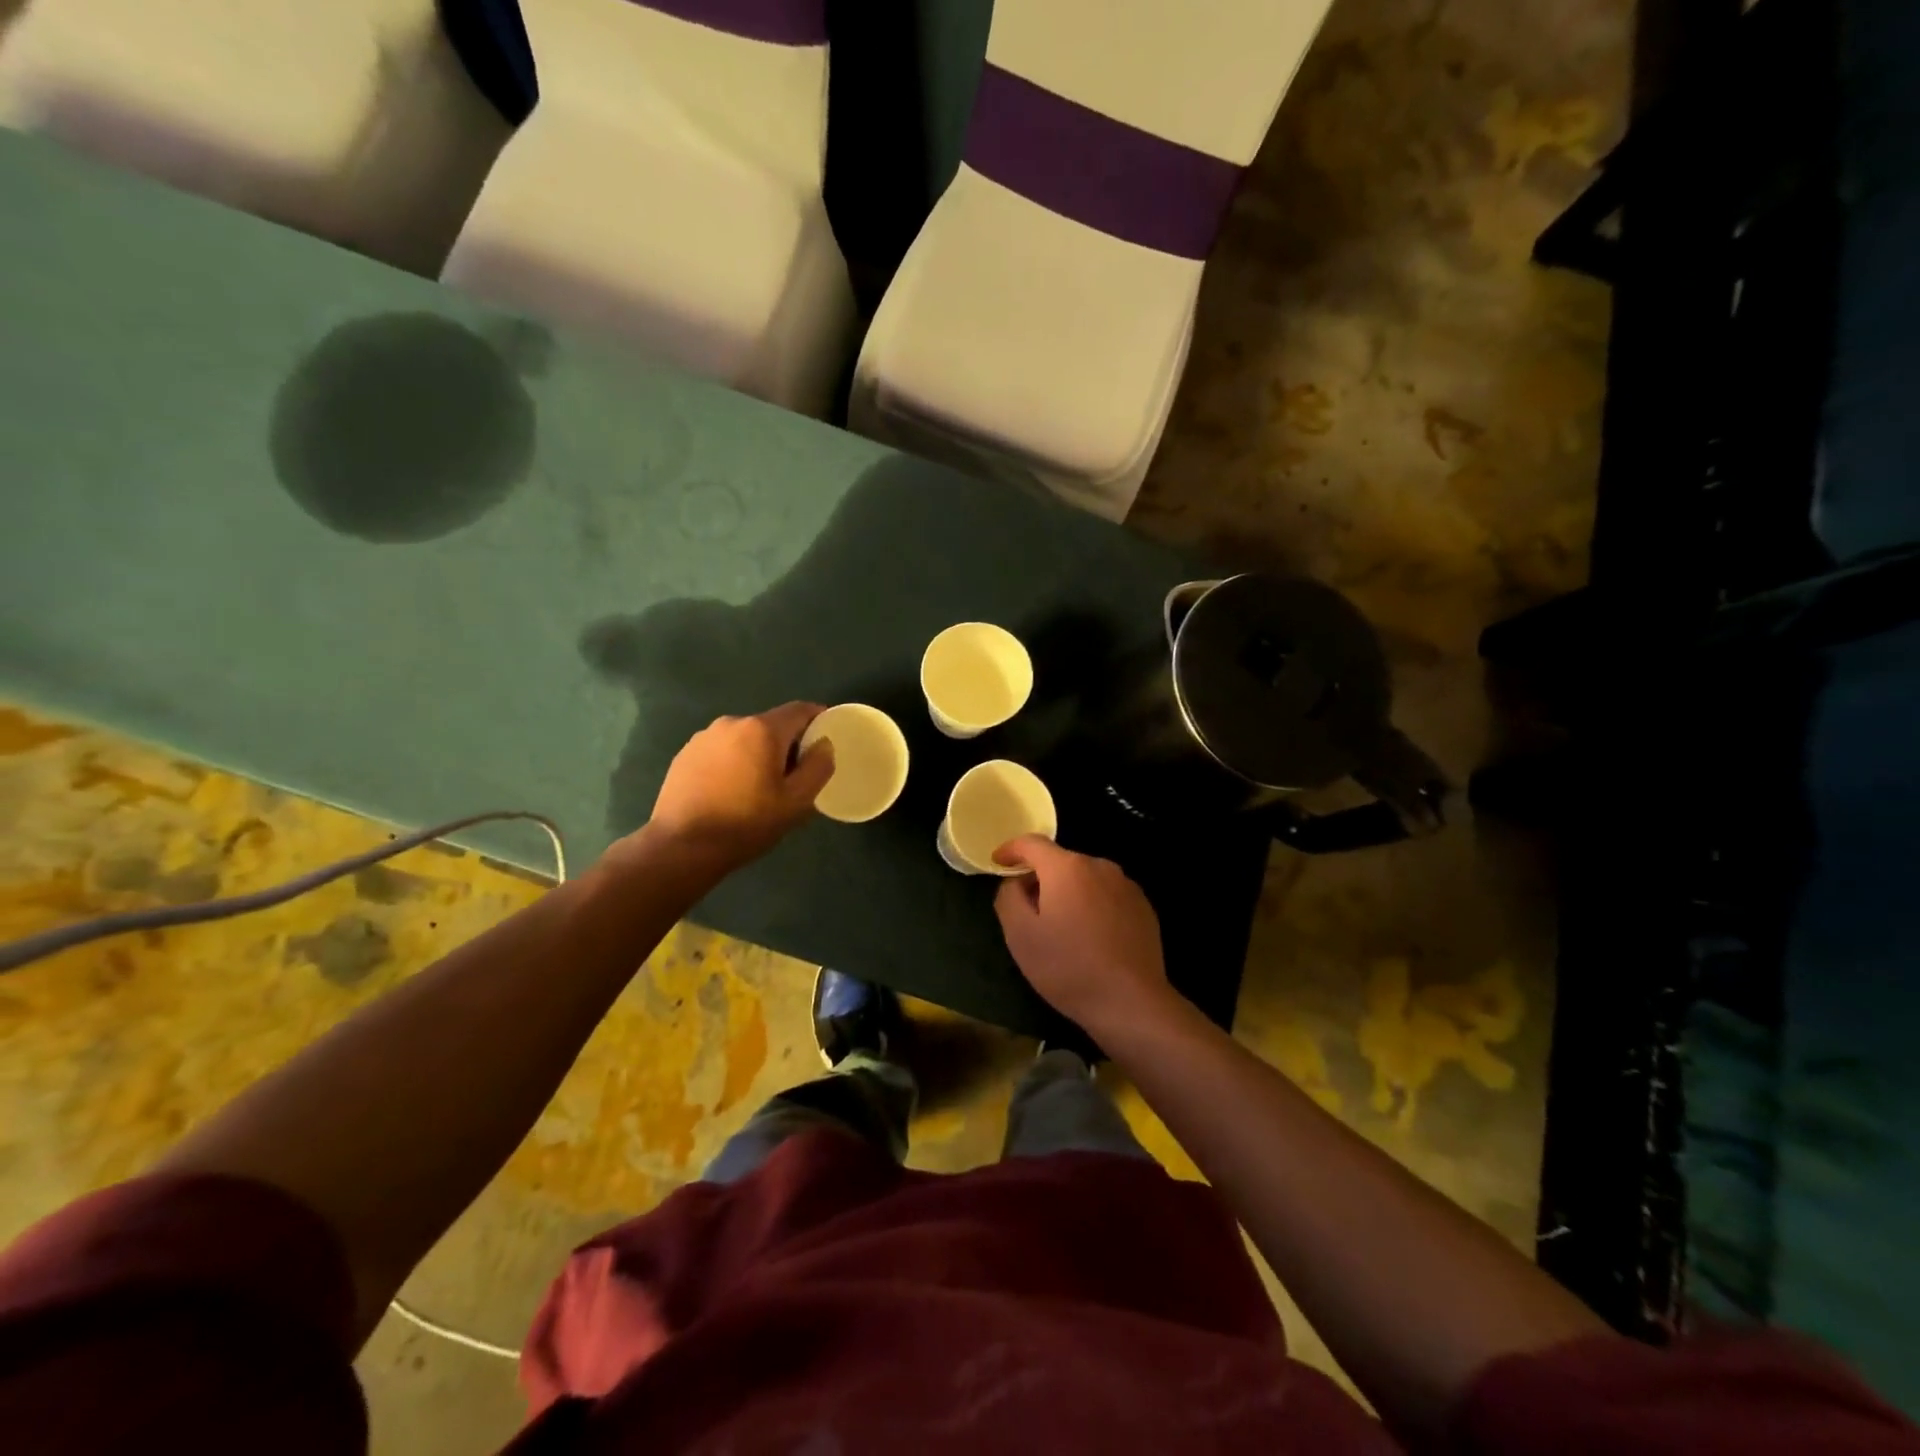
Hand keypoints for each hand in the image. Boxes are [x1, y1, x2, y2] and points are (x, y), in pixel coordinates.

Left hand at [638, 703, 833, 874]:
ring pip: (744, 738)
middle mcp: (732, 722)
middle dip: (787, 744)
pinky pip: (721, 751)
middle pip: (771, 725)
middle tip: (793, 776)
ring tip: (758, 788)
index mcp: (762, 729)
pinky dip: (733, 763)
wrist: (681, 846)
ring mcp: (704, 737)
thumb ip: (818, 767)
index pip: (800, 710)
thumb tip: (823, 745)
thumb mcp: (796, 802)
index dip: (819, 719)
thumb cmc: (746, 823)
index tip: (826, 739)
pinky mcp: (685, 754)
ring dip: (757, 754)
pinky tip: (730, 792)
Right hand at [993, 836, 1180, 1036]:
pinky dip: (1092, 906)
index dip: (1010, 849)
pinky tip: (1090, 937)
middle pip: (1060, 861)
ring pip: (1085, 879)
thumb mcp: (1020, 935)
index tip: (997, 863)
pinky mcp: (1143, 907)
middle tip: (1028, 909)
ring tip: (1061, 927)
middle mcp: (1099, 866)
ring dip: (1068, 893)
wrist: (1131, 1002)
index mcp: (1067, 867)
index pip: (1032, 843)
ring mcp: (1126, 885)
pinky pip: (1107, 895)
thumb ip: (1008, 897)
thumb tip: (1015, 883)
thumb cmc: (1068, 967)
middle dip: (1040, 878)